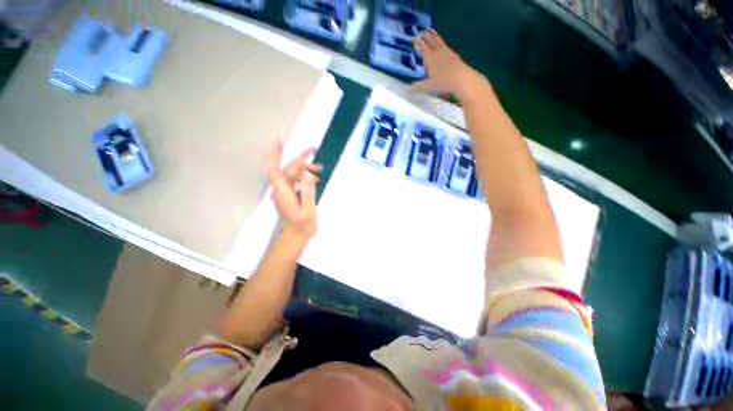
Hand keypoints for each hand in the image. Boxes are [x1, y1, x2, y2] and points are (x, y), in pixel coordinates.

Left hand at [265, 143, 322, 243]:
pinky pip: (295, 181)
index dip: (275, 154)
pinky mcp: (288, 196)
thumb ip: (308, 191)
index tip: (279, 141)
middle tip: (314, 150)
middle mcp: (280, 189)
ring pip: (292, 174)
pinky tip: (314, 179)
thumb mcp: (308, 209)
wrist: (295, 237)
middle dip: (300, 159)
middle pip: (288, 169)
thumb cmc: (302, 225)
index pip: (274, 168)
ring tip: (320, 169)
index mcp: (282, 191)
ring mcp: (284, 193)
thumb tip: (309, 174)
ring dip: (304, 169)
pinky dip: (304, 177)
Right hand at [413, 29, 490, 101]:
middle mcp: (438, 52)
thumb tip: (407, 91)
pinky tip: (443, 45)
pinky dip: (442, 43)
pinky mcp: (454, 55)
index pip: (423, 48)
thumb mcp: (429, 86)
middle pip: (431, 42)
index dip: (418, 43)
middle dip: (426, 37)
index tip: (414, 39)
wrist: (462, 79)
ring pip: (439, 41)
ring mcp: (447, 52)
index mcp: (431, 58)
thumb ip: (418, 87)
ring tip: (431, 31)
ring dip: (434, 36)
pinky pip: (446, 46)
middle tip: (422, 31)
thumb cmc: (444, 83)